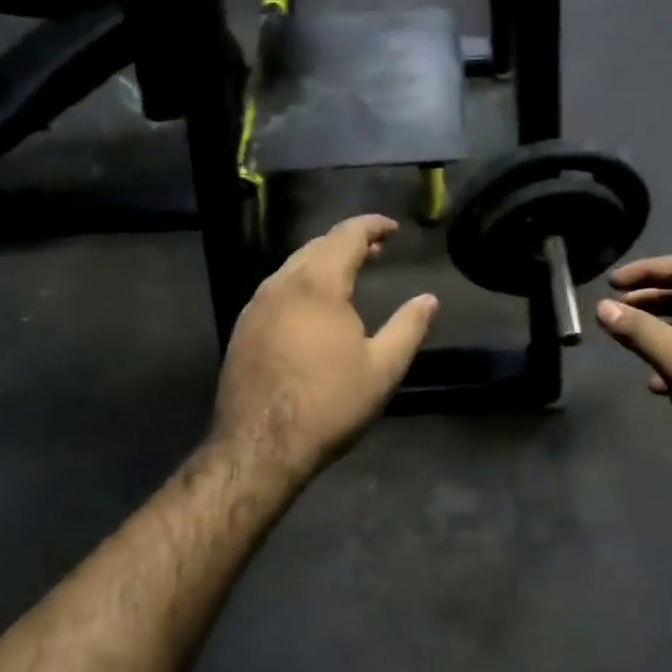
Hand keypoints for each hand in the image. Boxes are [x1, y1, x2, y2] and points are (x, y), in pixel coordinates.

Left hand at [213, 215, 437, 478]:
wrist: (261, 445)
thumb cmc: (329, 404)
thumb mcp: (383, 368)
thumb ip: (408, 328)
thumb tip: (429, 299)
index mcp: (317, 285)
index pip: (346, 236)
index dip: (371, 226)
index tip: (392, 229)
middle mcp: (281, 284)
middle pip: (316, 246)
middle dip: (348, 242)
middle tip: (375, 250)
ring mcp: (256, 306)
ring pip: (292, 267)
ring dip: (322, 262)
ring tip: (348, 274)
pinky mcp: (243, 329)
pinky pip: (276, 290)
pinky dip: (301, 283)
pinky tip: (312, 306)